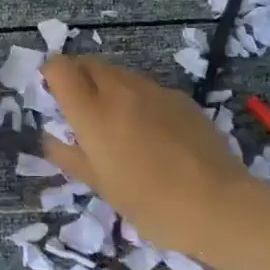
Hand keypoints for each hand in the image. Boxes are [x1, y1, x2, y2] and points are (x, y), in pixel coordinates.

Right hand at [41, 56, 253, 257]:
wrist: (218, 205)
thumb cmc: (149, 203)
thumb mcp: (100, 186)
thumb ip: (69, 155)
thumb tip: (51, 138)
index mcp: (92, 112)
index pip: (60, 68)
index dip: (51, 75)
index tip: (54, 96)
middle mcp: (120, 90)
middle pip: (89, 64)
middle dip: (78, 78)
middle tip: (82, 111)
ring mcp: (153, 90)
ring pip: (119, 74)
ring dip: (108, 88)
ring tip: (118, 124)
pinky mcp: (180, 97)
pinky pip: (148, 89)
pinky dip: (139, 100)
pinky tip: (153, 133)